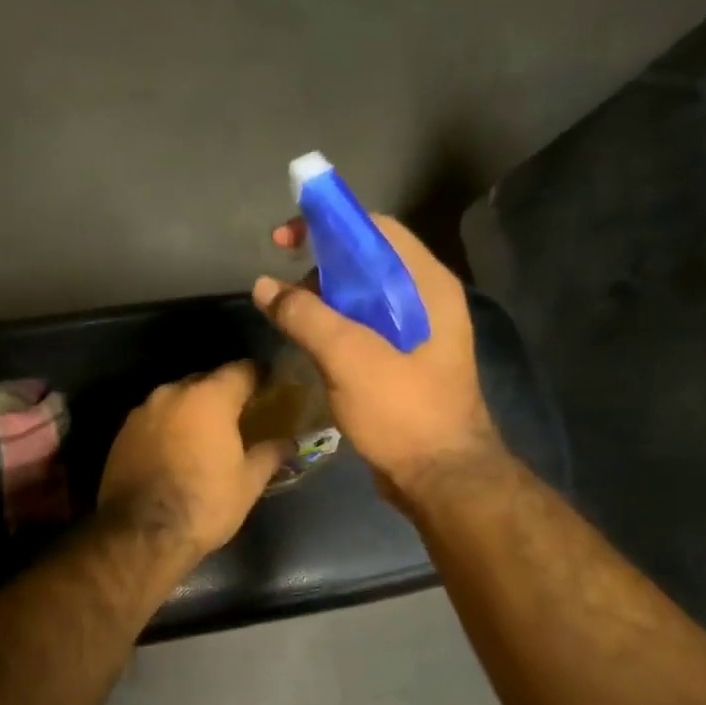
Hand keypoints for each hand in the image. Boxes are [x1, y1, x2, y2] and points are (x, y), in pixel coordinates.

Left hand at [98, 361, 288, 560]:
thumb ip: (269, 454)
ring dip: (191, 411)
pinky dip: (168, 428)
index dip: (259, 376)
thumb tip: (289, 443)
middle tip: (238, 414)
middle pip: (205, 381)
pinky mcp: (121, 433)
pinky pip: (154, 420)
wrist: (141, 534)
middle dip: (222, 393)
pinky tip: (175, 450)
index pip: (242, 370)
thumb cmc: (204, 503)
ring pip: (175, 400)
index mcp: (209, 397)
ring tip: (204, 434)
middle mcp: (172, 393)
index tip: (269, 385)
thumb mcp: (248, 482)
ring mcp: (142, 411)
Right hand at [253, 214, 502, 502]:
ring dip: (323, 299)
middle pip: (368, 263)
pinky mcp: (404, 363)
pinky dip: (334, 327)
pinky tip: (307, 342)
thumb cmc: (403, 411)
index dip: (329, 225)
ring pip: (363, 299)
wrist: (441, 478)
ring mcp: (417, 335)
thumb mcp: (349, 358)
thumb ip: (306, 316)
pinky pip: (364, 330)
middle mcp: (426, 302)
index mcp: (427, 286)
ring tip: (288, 315)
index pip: (376, 230)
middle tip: (281, 283)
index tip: (285, 239)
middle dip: (320, 265)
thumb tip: (264, 286)